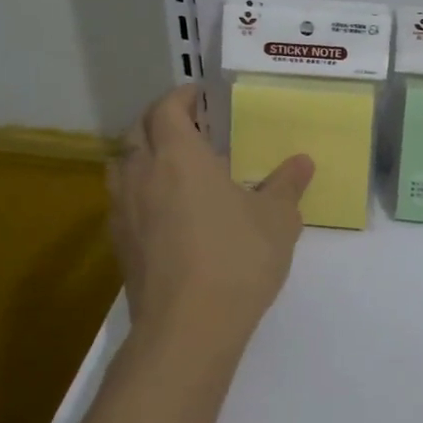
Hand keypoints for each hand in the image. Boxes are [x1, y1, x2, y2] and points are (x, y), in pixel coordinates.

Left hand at [107, 84, 313, 385]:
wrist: (188, 328)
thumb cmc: (237, 259)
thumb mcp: (277, 219)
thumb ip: (287, 185)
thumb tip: (302, 161)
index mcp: (180, 156)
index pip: (168, 110)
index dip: (181, 97)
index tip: (199, 94)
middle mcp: (143, 175)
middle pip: (138, 132)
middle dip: (160, 121)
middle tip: (190, 126)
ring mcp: (124, 211)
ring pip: (122, 165)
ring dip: (142, 154)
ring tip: (172, 165)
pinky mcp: (119, 245)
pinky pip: (123, 201)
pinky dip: (139, 191)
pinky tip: (166, 211)